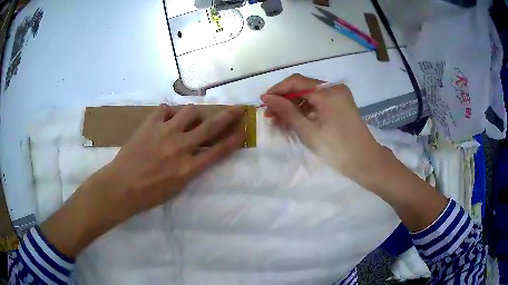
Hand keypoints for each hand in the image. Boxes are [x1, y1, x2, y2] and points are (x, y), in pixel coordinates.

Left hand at [41, 104, 244, 257]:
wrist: (120, 187)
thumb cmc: (148, 195)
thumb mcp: (176, 188)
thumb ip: (190, 168)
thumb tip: (198, 153)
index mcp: (188, 168)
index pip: (219, 150)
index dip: (234, 139)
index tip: (244, 130)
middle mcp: (180, 147)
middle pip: (210, 127)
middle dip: (228, 117)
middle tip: (237, 109)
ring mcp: (164, 133)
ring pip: (189, 111)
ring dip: (194, 113)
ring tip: (190, 118)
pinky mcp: (149, 124)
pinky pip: (164, 109)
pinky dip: (168, 112)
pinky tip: (165, 119)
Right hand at [261, 74, 387, 180]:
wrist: (365, 162)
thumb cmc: (337, 149)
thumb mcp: (308, 131)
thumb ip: (287, 111)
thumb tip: (267, 98)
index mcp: (328, 91)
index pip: (296, 82)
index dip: (277, 90)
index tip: (263, 102)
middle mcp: (334, 88)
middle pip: (303, 87)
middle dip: (284, 99)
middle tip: (269, 115)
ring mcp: (339, 95)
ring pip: (310, 95)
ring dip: (294, 106)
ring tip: (279, 121)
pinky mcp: (341, 104)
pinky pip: (319, 102)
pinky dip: (306, 110)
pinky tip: (294, 120)